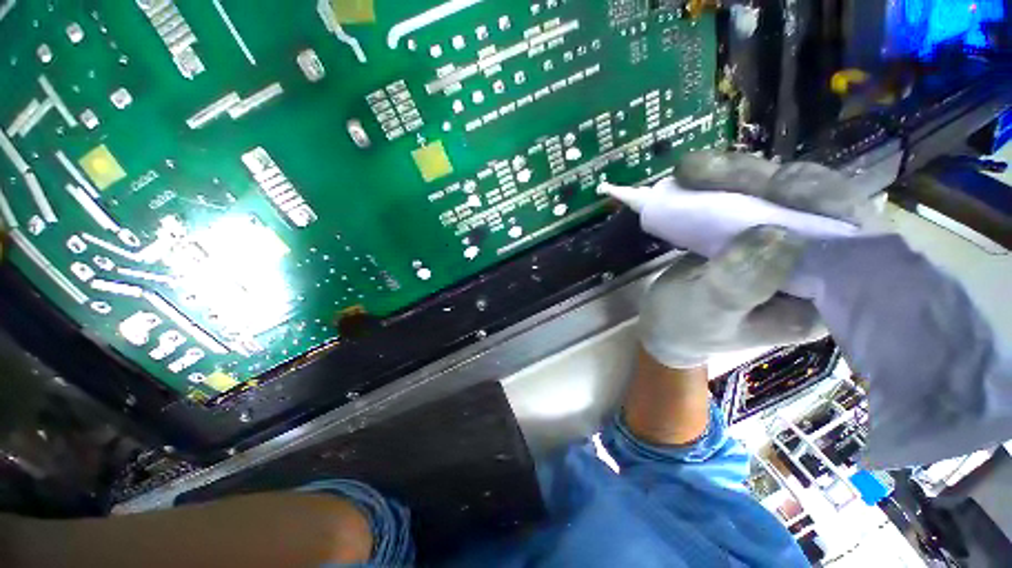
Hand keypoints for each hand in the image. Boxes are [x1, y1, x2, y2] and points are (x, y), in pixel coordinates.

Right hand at [637, 151, 877, 368]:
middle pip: (816, 204)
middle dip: (768, 179)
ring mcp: (787, 243)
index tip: (778, 185)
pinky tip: (699, 175)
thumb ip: (738, 284)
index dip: (827, 204)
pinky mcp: (758, 229)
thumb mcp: (706, 312)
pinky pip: (755, 196)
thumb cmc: (684, 326)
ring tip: (690, 169)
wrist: (665, 323)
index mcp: (825, 297)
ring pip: (783, 192)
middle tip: (707, 170)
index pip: (854, 241)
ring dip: (740, 174)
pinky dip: (726, 181)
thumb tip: (777, 234)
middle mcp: (819, 265)